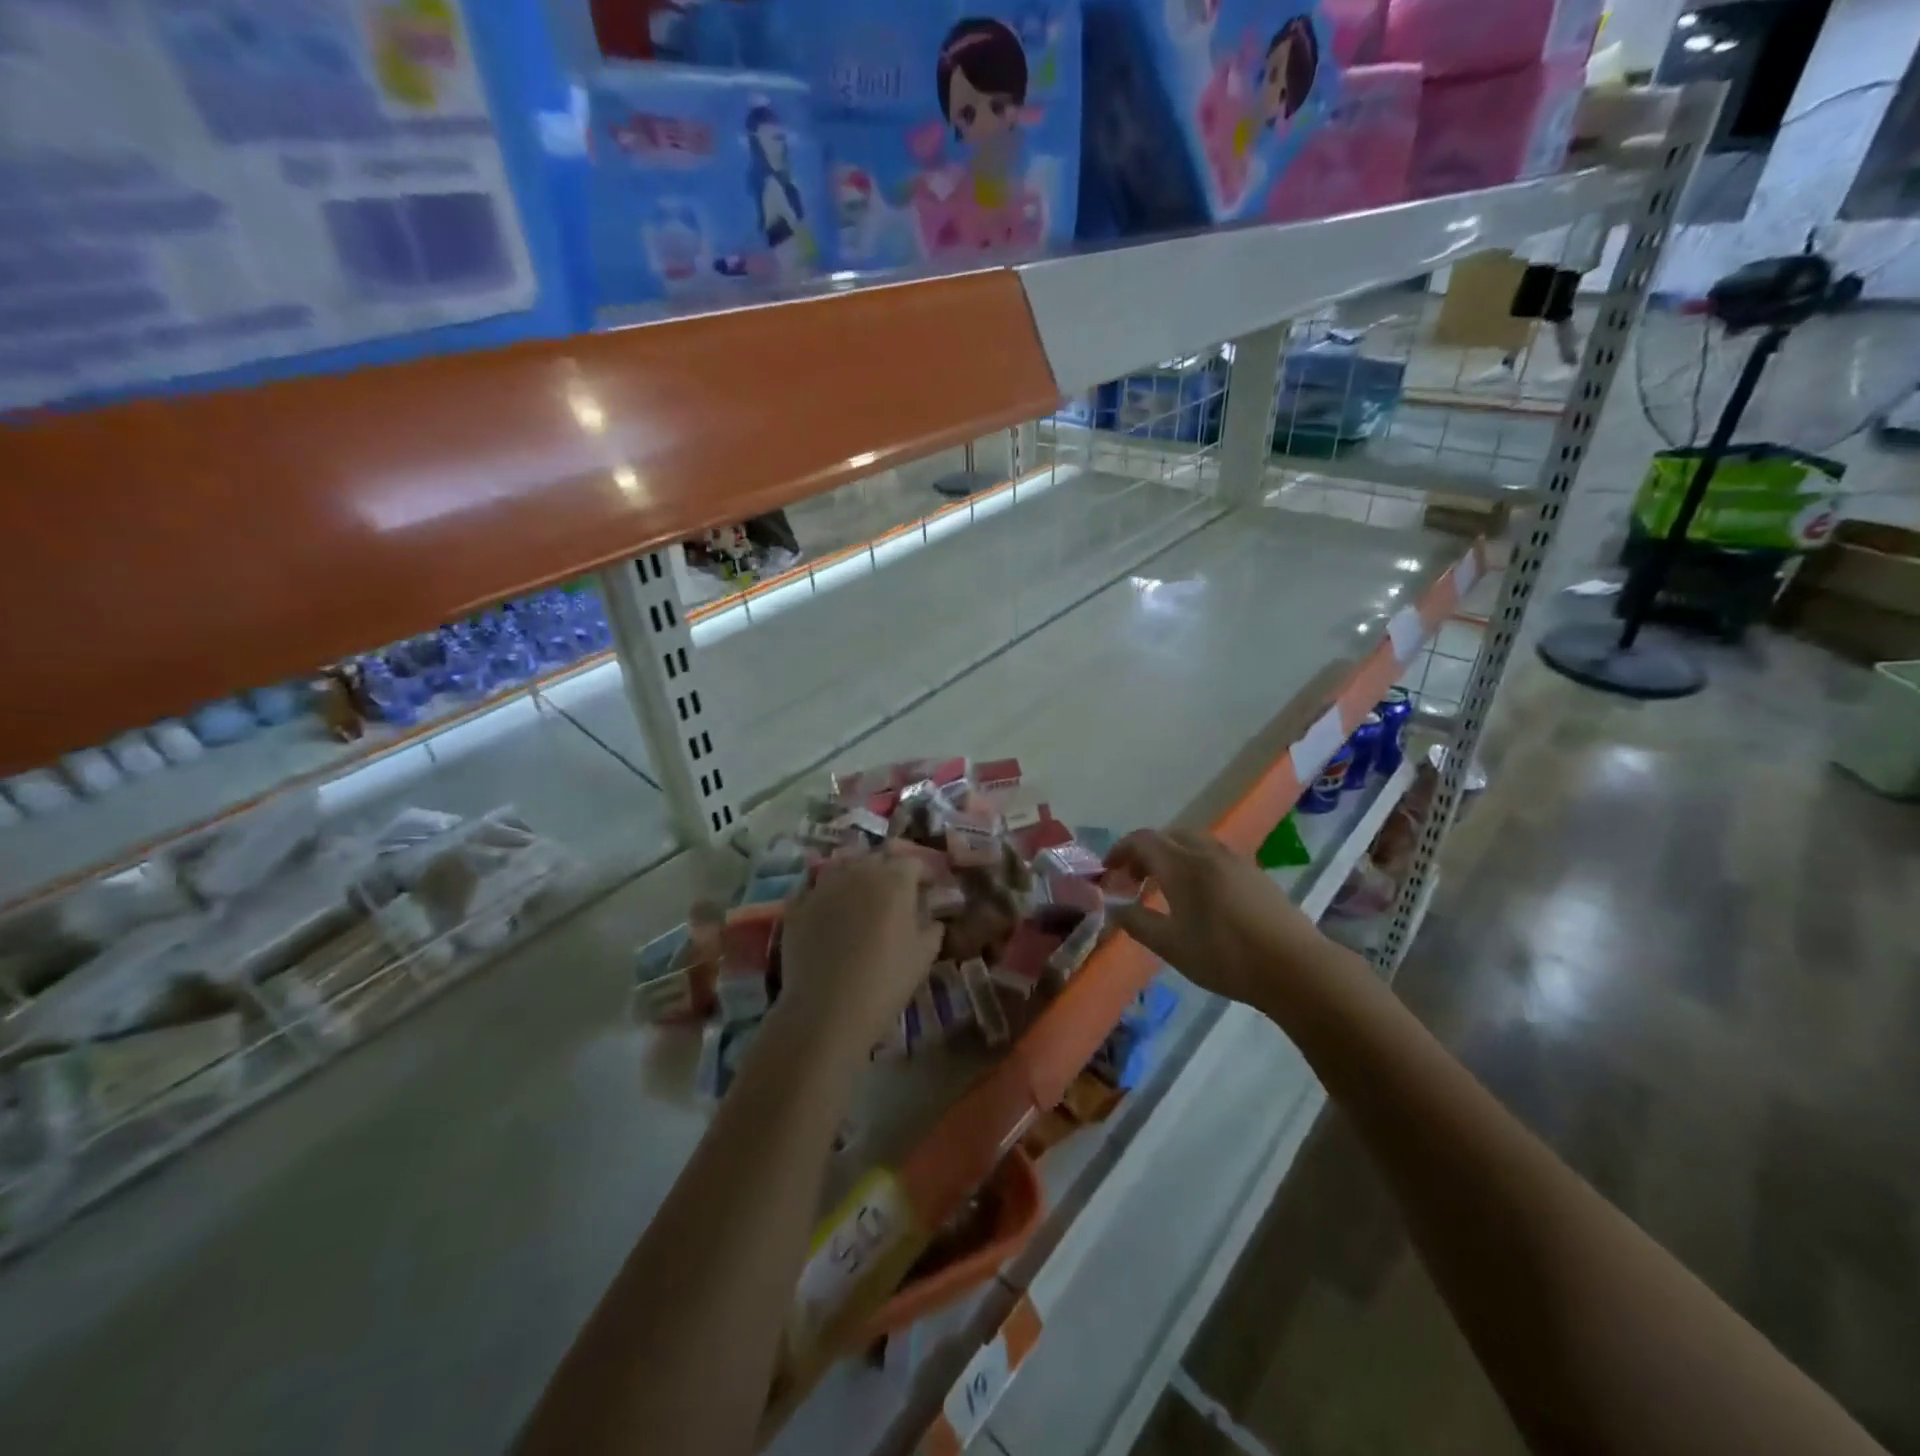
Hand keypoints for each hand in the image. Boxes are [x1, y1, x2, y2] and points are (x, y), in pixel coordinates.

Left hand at [778, 854, 942, 1056]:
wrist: (827, 1009)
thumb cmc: (886, 980)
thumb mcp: (925, 955)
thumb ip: (932, 927)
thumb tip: (930, 918)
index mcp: (895, 878)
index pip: (912, 861)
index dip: (921, 875)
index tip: (926, 891)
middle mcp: (859, 871)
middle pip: (877, 858)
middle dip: (888, 870)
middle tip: (895, 896)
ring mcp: (824, 884)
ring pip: (844, 867)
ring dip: (855, 877)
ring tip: (860, 900)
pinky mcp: (798, 903)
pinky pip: (815, 887)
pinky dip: (825, 894)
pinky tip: (828, 912)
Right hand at [1105, 829, 1339, 1007]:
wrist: (1294, 967)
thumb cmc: (1224, 957)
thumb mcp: (1171, 946)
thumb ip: (1137, 922)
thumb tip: (1115, 907)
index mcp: (1182, 866)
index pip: (1142, 840)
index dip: (1120, 851)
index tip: (1109, 872)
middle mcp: (1207, 853)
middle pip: (1168, 836)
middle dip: (1145, 852)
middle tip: (1134, 879)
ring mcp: (1235, 860)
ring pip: (1194, 842)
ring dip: (1172, 855)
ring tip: (1165, 886)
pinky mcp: (1255, 873)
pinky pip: (1214, 854)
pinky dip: (1195, 862)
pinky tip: (1200, 895)